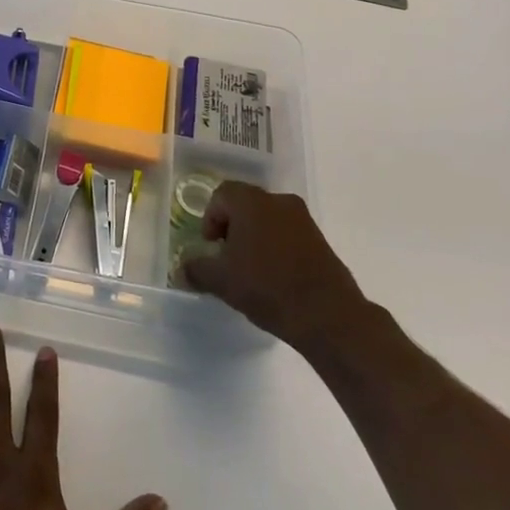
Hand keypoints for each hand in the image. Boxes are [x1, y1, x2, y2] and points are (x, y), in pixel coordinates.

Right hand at [181, 182, 369, 351]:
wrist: (327, 315)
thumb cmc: (267, 287)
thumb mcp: (222, 281)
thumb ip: (197, 269)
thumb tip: (182, 269)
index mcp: (251, 202)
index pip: (222, 195)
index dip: (210, 218)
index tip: (211, 246)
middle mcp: (278, 201)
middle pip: (245, 204)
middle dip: (232, 227)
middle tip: (227, 257)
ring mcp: (303, 219)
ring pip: (268, 219)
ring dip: (255, 237)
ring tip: (251, 269)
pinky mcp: (320, 239)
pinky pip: (288, 233)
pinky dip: (276, 247)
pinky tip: (274, 276)